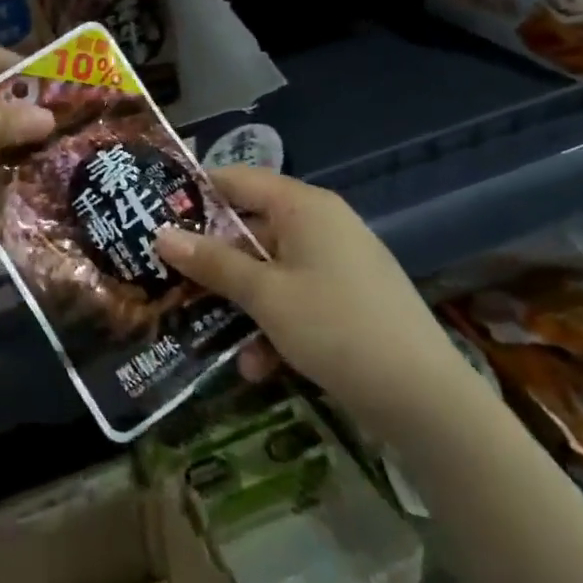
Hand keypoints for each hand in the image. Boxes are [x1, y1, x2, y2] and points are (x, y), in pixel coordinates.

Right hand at [156, 168, 473, 435]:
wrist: (427, 402)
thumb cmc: (335, 328)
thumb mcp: (264, 295)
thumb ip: (212, 262)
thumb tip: (161, 234)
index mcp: (304, 207)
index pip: (237, 180)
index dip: (195, 193)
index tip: (155, 213)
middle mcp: (322, 225)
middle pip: (252, 228)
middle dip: (213, 260)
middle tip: (170, 276)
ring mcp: (340, 264)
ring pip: (271, 270)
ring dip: (241, 303)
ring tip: (208, 334)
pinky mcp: (350, 301)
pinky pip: (297, 299)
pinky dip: (274, 325)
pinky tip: (257, 367)